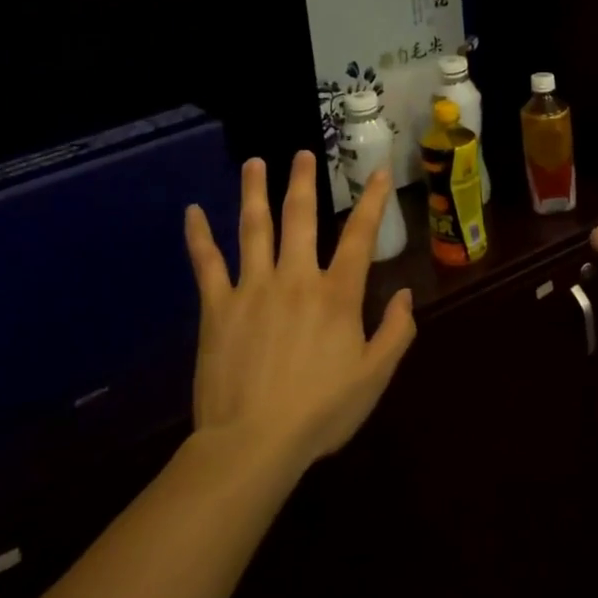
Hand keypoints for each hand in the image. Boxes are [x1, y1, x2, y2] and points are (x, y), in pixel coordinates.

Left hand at [184, 151, 415, 469]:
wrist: (252, 444)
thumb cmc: (320, 413)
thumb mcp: (374, 377)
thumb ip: (395, 333)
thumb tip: (406, 295)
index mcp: (336, 294)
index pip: (360, 235)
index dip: (373, 200)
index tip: (380, 170)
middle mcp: (296, 278)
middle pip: (300, 217)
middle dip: (303, 181)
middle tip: (303, 153)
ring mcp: (253, 288)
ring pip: (254, 228)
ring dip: (254, 192)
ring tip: (254, 163)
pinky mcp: (217, 307)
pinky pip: (207, 264)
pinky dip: (199, 237)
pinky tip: (191, 213)